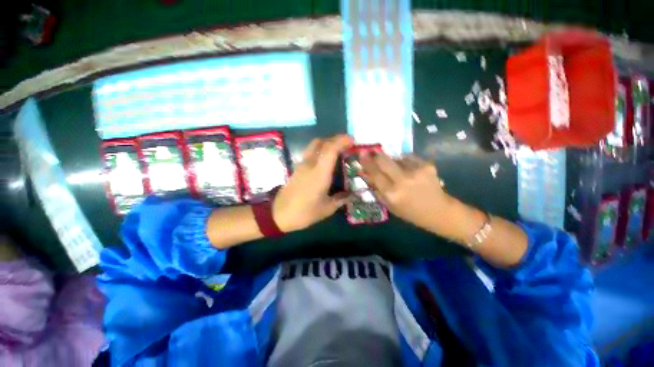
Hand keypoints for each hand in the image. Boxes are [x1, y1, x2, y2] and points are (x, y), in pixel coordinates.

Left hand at [272, 135, 353, 231]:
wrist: (279, 214)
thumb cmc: (304, 212)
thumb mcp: (326, 209)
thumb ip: (340, 200)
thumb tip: (350, 195)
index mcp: (319, 173)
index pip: (330, 149)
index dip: (342, 141)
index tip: (352, 141)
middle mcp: (310, 164)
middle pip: (322, 142)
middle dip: (336, 139)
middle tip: (347, 144)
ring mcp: (302, 164)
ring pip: (314, 145)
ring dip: (327, 143)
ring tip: (337, 150)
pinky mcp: (297, 168)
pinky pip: (310, 152)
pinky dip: (320, 149)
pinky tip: (325, 160)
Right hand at [360, 153, 453, 233]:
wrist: (439, 211)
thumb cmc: (410, 212)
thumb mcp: (389, 205)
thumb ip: (376, 188)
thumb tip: (364, 173)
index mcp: (392, 193)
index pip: (374, 173)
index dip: (366, 162)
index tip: (361, 153)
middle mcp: (403, 180)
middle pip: (383, 160)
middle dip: (376, 155)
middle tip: (373, 154)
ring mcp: (416, 171)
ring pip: (396, 157)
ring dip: (392, 161)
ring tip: (398, 170)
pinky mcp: (427, 165)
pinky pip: (408, 157)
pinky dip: (405, 161)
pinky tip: (409, 170)